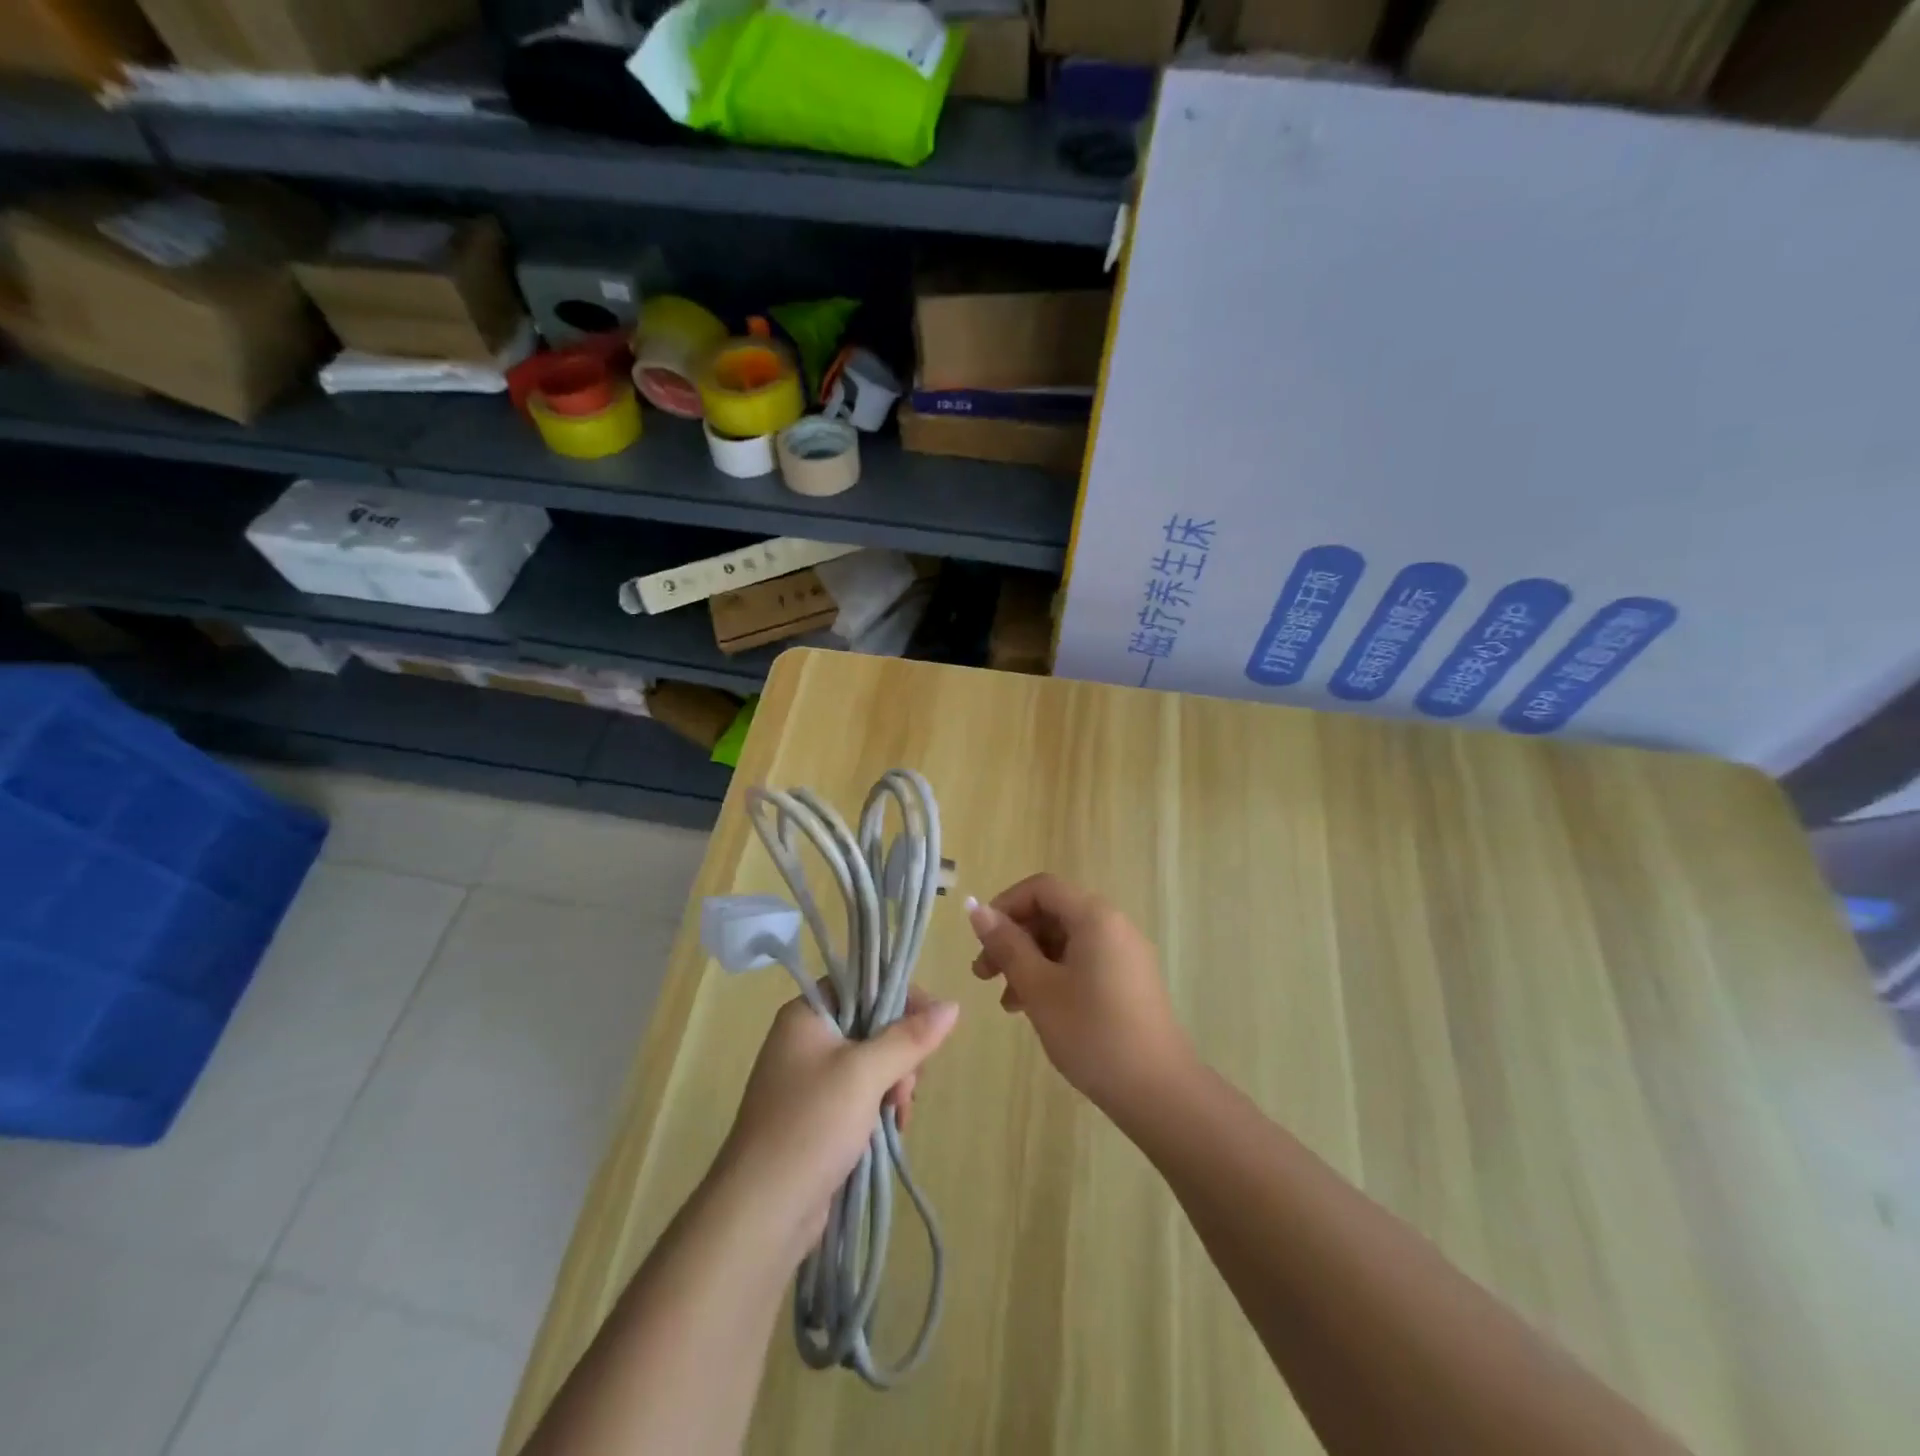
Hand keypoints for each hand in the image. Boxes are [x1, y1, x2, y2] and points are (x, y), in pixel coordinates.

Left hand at [714, 987, 959, 1256]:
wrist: (761, 1213)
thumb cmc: (811, 1125)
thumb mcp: (865, 1074)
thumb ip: (909, 1038)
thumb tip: (952, 1006)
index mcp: (806, 1015)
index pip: (861, 984)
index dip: (897, 997)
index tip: (929, 1023)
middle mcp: (805, 1040)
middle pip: (870, 1024)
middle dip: (899, 1052)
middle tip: (906, 1086)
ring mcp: (809, 1081)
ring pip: (870, 1062)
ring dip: (894, 1083)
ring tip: (899, 1114)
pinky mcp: (817, 1116)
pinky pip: (860, 1094)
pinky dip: (880, 1106)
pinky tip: (892, 1128)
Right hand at [967, 874, 1192, 1114]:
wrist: (1159, 1091)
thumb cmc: (1092, 1033)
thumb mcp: (1039, 988)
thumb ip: (1007, 945)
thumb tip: (977, 909)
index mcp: (1095, 917)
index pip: (1042, 888)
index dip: (1005, 905)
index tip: (981, 939)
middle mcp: (1113, 925)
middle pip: (1053, 913)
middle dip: (1014, 939)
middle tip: (983, 975)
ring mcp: (1125, 954)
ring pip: (1065, 941)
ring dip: (1030, 961)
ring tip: (1007, 1002)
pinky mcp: (1129, 981)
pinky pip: (1083, 961)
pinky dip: (1054, 975)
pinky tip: (1036, 1009)